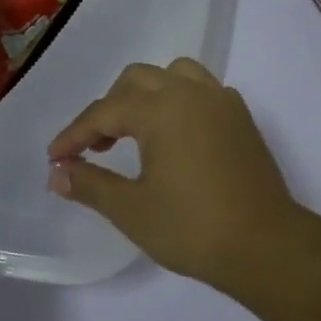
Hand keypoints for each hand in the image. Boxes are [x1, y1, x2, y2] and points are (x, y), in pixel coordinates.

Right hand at [46, 59, 300, 289]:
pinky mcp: (242, 118)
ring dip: (146, 95)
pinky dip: (179, 102)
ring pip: (174, 75)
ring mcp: (222, 101)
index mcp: (161, 108)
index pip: (104, 112)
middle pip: (137, 80)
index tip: (55, 158)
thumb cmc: (192, 227)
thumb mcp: (131, 209)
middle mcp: (191, 92)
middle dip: (109, 108)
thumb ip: (90, 185)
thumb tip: (57, 174)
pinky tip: (175, 137)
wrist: (265, 245)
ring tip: (135, 132)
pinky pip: (202, 91)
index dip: (74, 135)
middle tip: (95, 148)